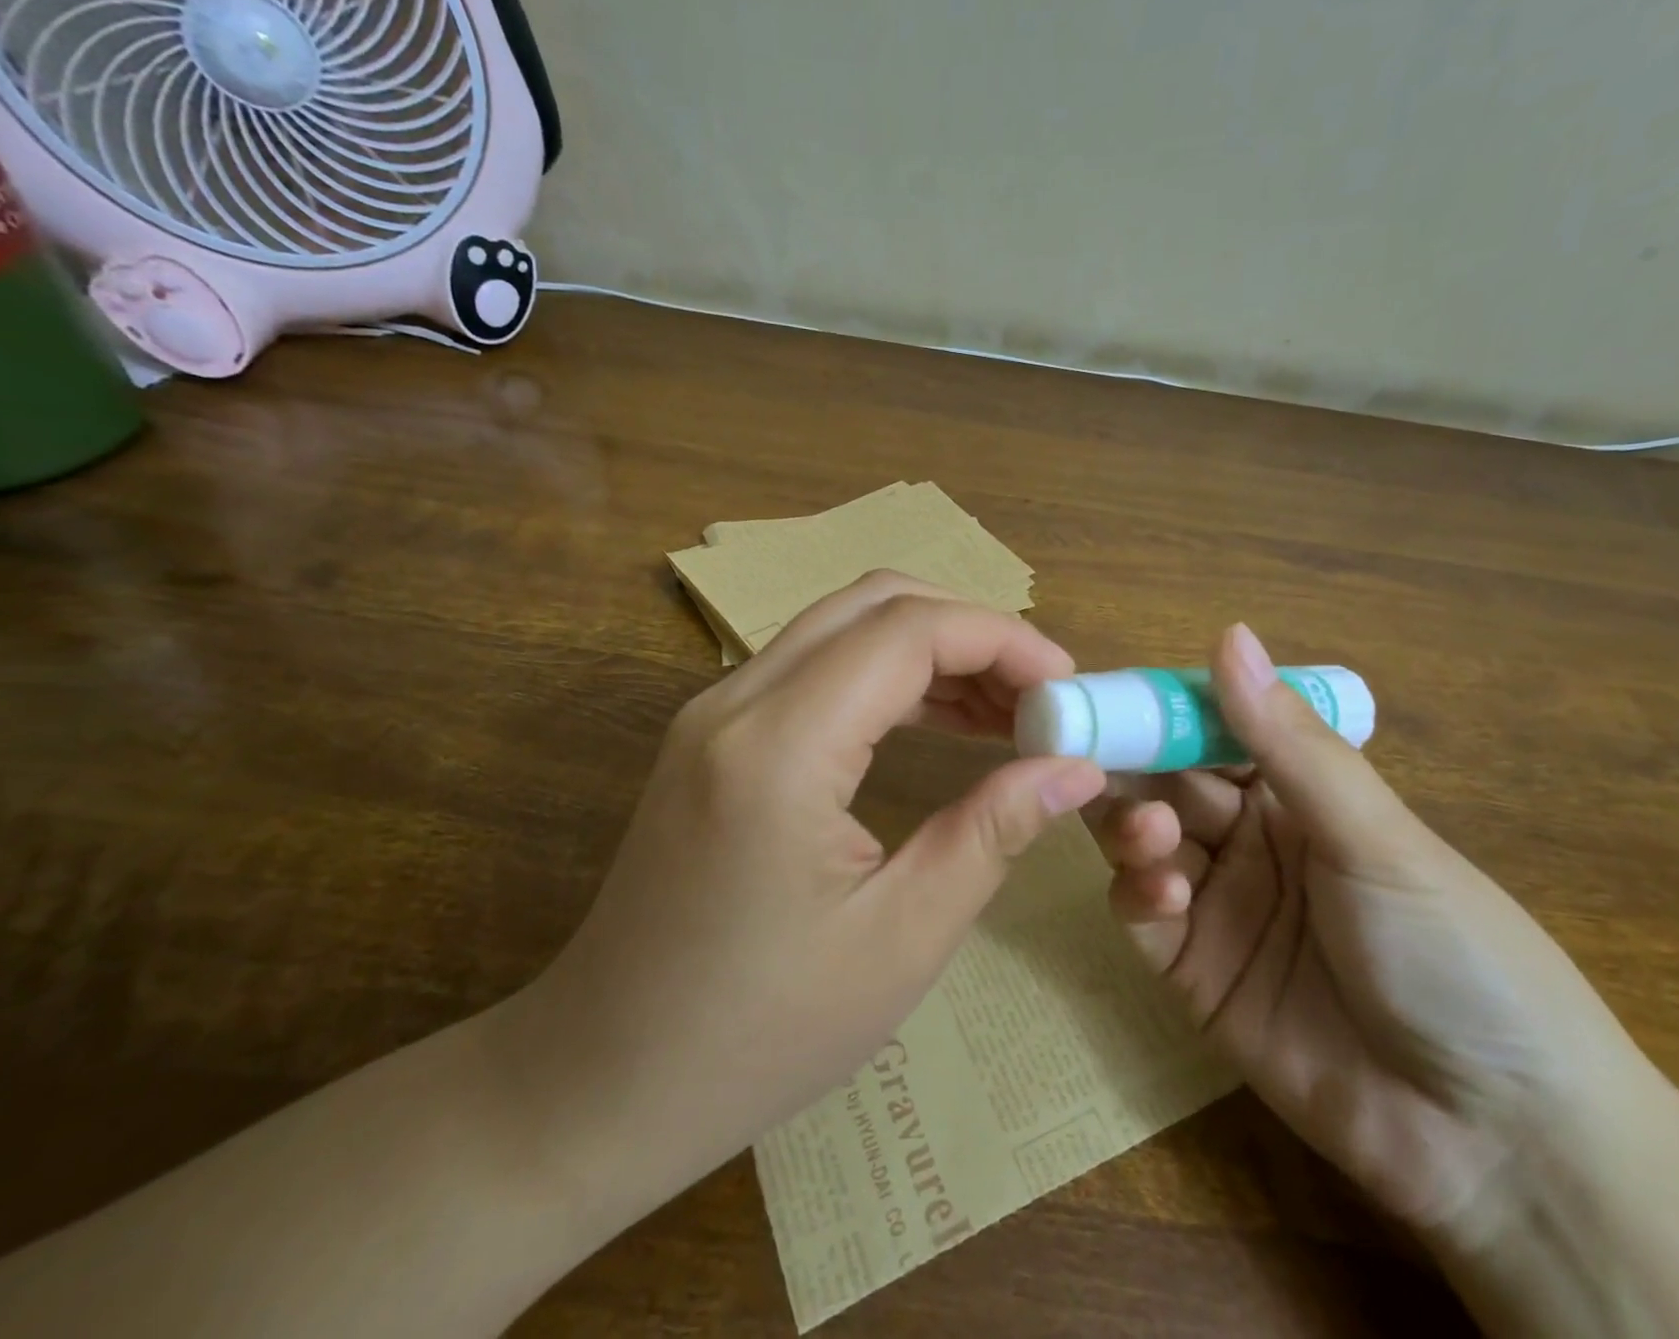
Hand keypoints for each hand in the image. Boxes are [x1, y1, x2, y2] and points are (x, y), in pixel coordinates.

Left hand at [498, 573, 1105, 1219]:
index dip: (1001, 639)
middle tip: (1039, 694)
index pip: (907, 631)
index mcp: (779, 746)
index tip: (1068, 686)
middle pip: (874, 604)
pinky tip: (936, 719)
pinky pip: (815, 667)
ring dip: (930, 650)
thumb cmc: (758, 1032)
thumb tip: (1074, 767)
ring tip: (1004, 710)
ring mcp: (715, 709)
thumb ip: (992, 832)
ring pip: (843, 626)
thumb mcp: (901, 940)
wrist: (604, 1075)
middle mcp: (737, 699)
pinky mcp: (713, 733)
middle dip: (970, 631)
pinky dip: (886, 676)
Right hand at [1091, 625, 1644, 1237]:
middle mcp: (1248, 839)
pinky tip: (1164, 898)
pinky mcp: (1190, 970)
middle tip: (1090, 756)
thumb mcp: (1375, 838)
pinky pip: (1141, 914)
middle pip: (1164, 782)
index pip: (1210, 730)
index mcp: (1296, 794)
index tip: (1107, 693)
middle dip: (1131, 765)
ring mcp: (1216, 904)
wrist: (1498, 1142)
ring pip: (1142, 841)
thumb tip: (1229, 633)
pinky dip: (1138, 894)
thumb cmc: (1454, 954)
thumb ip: (1289, 742)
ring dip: (1132, 826)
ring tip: (1151, 835)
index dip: (1161, 709)